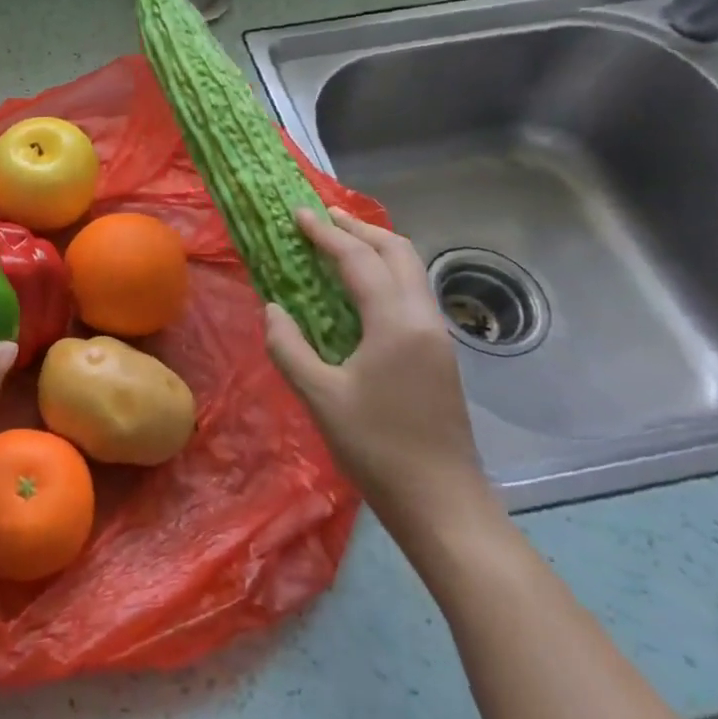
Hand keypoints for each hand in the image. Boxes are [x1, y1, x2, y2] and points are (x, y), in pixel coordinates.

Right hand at [263, 208, 497, 542]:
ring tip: (340, 243)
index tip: (298, 214)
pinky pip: (412, 293)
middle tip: (322, 218)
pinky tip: (360, 289)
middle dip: (359, 229)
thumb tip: (274, 309)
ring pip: (411, 271)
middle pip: (398, 252)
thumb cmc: (377, 448)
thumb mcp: (319, 397)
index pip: (359, 260)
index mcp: (396, 323)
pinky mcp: (439, 354)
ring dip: (376, 249)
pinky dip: (385, 273)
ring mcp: (437, 336)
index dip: (326, 234)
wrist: (443, 504)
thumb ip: (289, 346)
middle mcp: (424, 319)